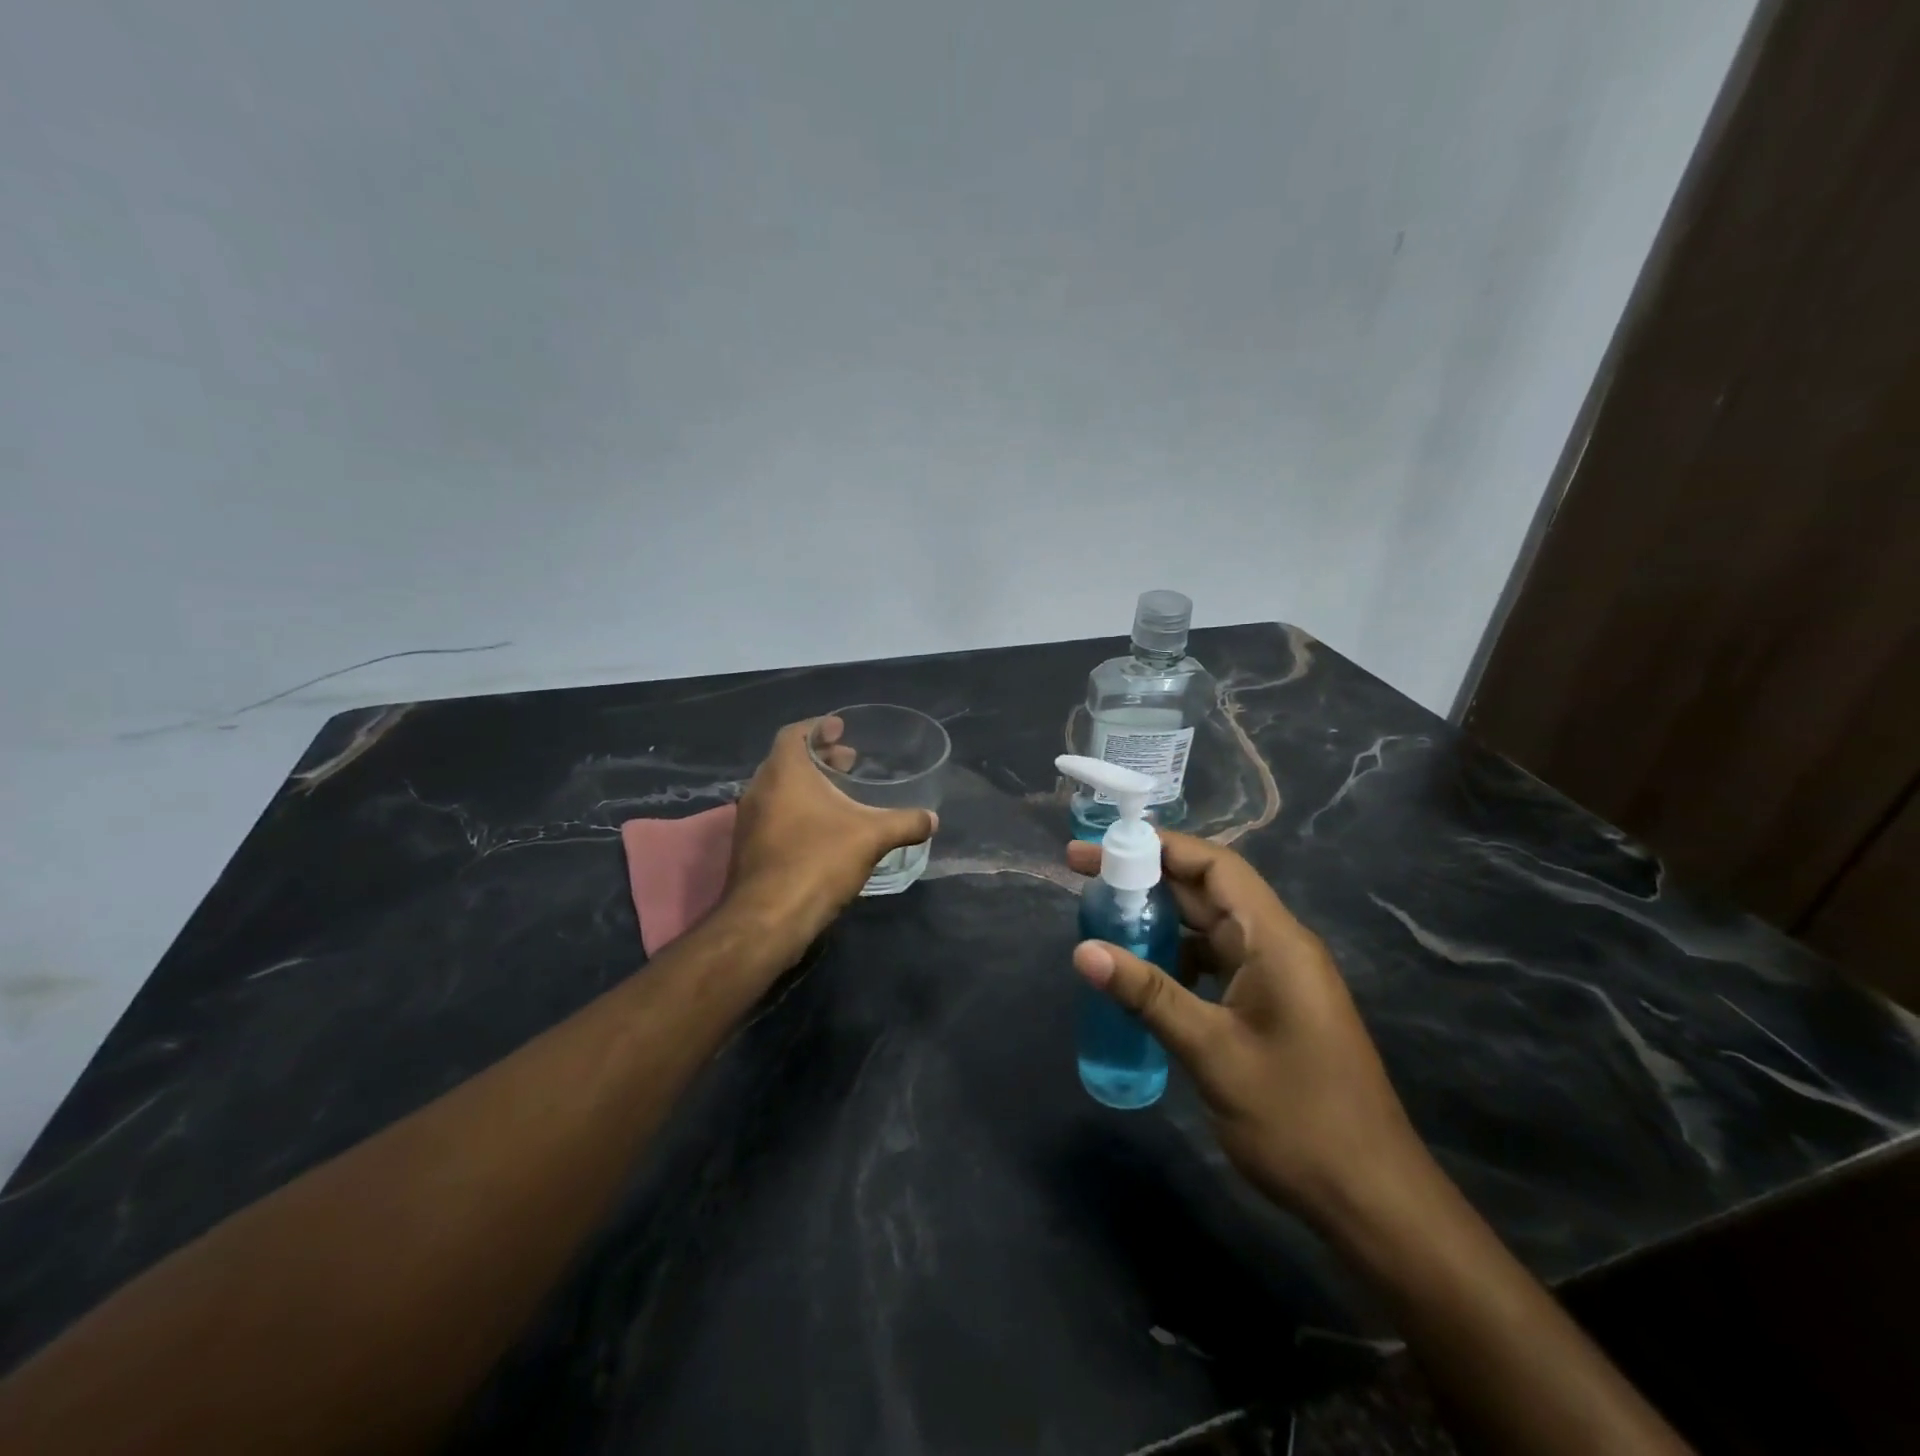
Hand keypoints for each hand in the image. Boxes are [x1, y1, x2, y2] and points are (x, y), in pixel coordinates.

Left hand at [725, 718, 937, 954]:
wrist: (768, 919)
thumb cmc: (818, 860)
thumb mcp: (872, 837)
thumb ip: (905, 823)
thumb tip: (933, 819)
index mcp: (784, 771)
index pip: (795, 732)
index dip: (819, 726)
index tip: (841, 728)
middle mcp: (760, 788)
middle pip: (788, 759)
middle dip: (819, 757)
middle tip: (849, 761)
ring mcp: (749, 820)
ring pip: (779, 788)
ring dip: (807, 785)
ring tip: (840, 794)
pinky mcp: (748, 847)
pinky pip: (773, 814)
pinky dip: (796, 809)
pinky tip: (823, 829)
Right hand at [1064, 832, 1430, 1228]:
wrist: (1372, 1200)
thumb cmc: (1297, 1119)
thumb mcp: (1212, 1052)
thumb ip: (1148, 995)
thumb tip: (1083, 951)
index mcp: (1275, 940)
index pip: (1215, 866)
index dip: (1158, 846)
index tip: (1102, 847)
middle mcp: (1277, 945)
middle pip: (1207, 890)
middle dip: (1146, 876)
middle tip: (1083, 873)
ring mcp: (1276, 976)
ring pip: (1208, 926)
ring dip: (1159, 917)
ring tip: (1102, 917)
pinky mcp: (1269, 1005)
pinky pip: (1215, 961)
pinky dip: (1176, 956)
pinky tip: (1140, 973)